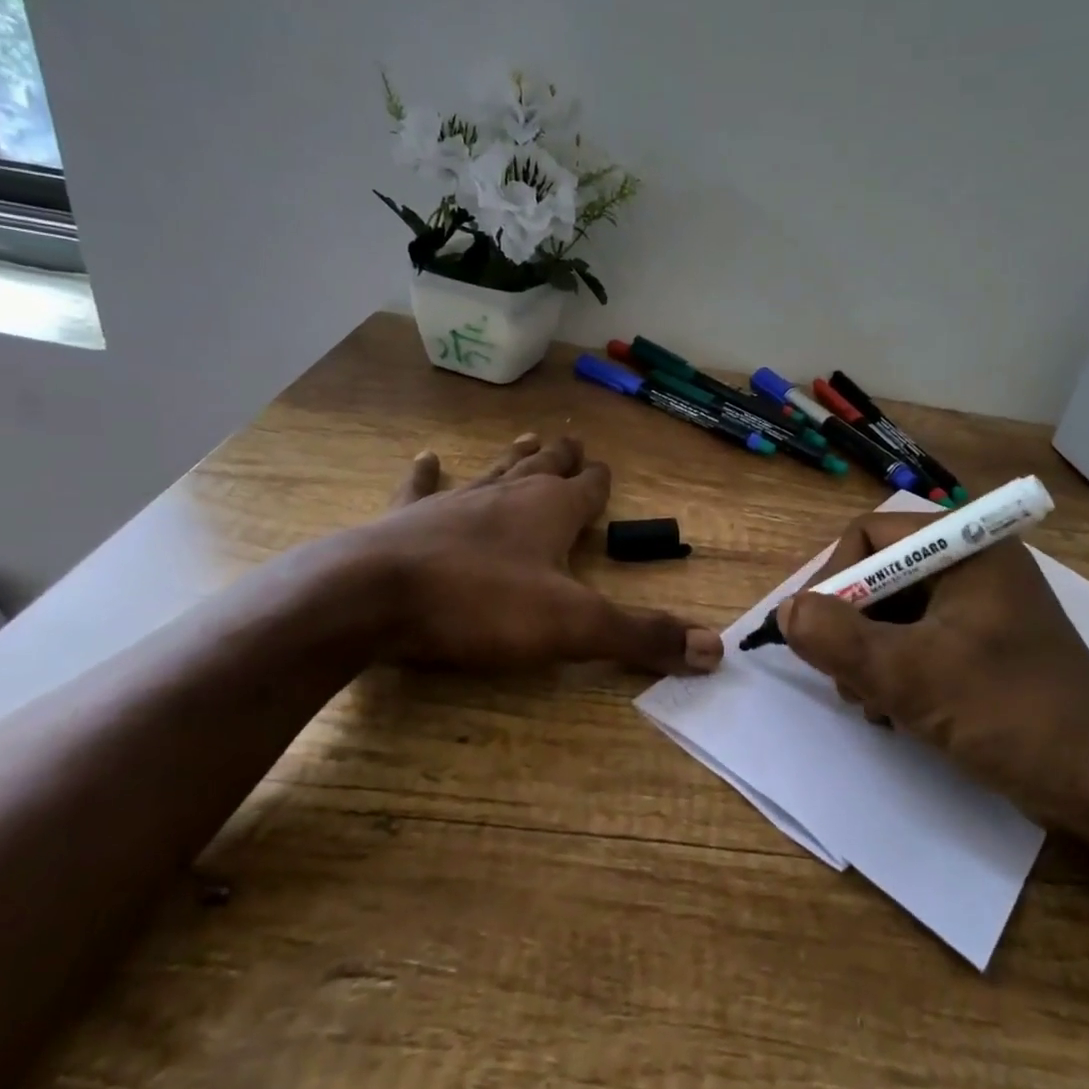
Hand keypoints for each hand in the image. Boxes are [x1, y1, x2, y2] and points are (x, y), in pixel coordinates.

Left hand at [304, 433, 722, 676]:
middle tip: (571, 440)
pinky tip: (426, 457)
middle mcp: (506, 496)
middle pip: (542, 469)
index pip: (587, 489)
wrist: (372, 597)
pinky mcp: (407, 520)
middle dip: (560, 458)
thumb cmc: (480, 605)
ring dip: (513, 457)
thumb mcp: (573, 627)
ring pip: (493, 471)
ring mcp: (454, 502)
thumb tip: (716, 651)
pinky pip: (422, 488)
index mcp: (550, 512)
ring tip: (527, 437)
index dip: (599, 482)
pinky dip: (426, 474)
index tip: (606, 470)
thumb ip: (642, 636)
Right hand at [776, 513, 1088, 837]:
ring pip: (895, 611)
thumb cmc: (1009, 714)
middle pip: (880, 573)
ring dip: (869, 654)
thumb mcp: (909, 676)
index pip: (871, 534)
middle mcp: (975, 564)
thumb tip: (786, 610)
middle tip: (844, 677)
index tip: (819, 632)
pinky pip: (919, 639)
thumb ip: (837, 637)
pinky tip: (895, 710)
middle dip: (851, 626)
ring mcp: (983, 605)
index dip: (835, 578)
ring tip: (871, 702)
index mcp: (968, 547)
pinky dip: (896, 669)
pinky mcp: (986, 644)